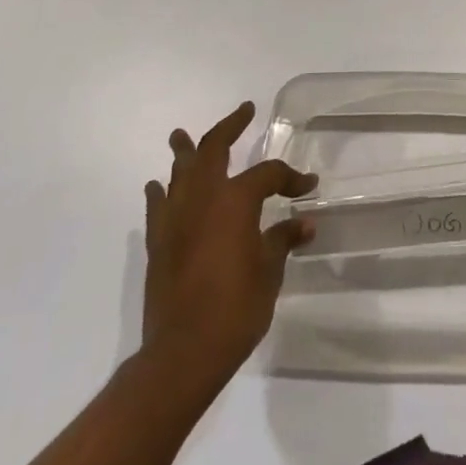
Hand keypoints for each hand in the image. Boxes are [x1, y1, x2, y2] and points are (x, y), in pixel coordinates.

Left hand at [142, 102, 315, 385]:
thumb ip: (283, 239)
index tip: (307, 187)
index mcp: (235, 200)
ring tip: (182, 135)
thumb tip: (304, 223)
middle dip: (230, 126)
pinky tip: (158, 185)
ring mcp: (176, 217)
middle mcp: (203, 197)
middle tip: (244, 111)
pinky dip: (160, 191)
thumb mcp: (269, 271)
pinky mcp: (158, 242)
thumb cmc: (236, 308)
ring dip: (185, 151)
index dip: (291, 178)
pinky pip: (158, 205)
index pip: (268, 174)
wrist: (183, 353)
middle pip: (214, 149)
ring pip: (179, 171)